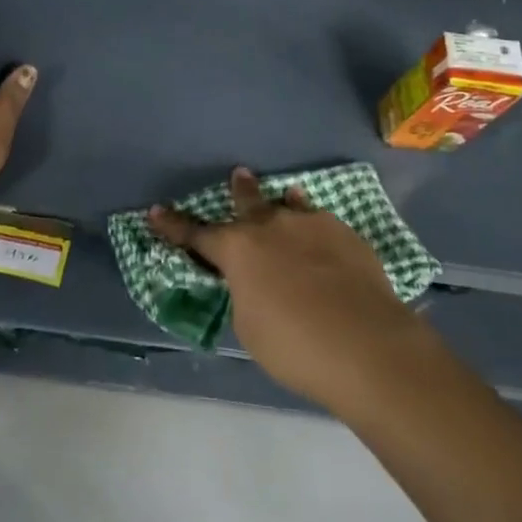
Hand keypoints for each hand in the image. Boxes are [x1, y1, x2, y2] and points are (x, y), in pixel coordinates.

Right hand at [149, 169, 435, 417]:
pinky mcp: (344, 234)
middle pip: (248, 202)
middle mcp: (270, 226)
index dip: (174, 226)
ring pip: (289, 207)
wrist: (366, 344)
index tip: (155, 211)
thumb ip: (246, 294)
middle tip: (239, 176)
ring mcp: (310, 224)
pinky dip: (313, 226)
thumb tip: (257, 281)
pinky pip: (320, 222)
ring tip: (285, 197)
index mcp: (238, 250)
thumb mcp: (250, 326)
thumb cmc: (295, 345)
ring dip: (282, 205)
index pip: (196, 235)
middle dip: (239, 191)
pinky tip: (320, 232)